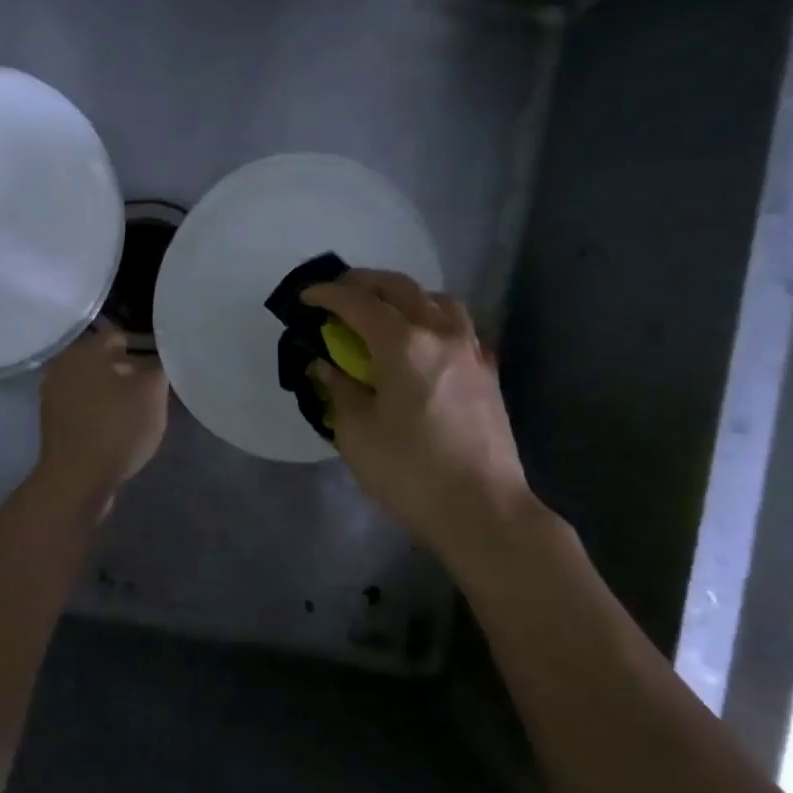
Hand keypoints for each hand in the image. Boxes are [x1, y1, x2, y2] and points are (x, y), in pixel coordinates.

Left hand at [35, 324, 168, 506]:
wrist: (76, 480)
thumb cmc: (117, 428)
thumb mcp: (152, 393)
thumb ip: (161, 367)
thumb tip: (163, 357)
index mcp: (84, 351)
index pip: (120, 337)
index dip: (146, 349)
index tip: (164, 367)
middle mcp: (63, 366)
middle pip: (105, 362)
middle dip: (130, 372)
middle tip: (154, 391)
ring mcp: (54, 396)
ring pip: (94, 385)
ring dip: (114, 394)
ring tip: (139, 411)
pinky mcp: (53, 423)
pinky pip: (84, 408)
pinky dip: (100, 412)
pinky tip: (117, 428)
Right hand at [304, 270, 535, 554]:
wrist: (482, 509)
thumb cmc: (410, 472)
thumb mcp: (356, 433)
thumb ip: (338, 390)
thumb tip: (323, 366)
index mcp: (402, 345)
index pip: (357, 303)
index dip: (327, 295)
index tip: (305, 298)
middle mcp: (439, 334)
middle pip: (400, 288)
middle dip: (364, 283)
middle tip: (338, 293)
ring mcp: (470, 351)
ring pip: (438, 300)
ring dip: (405, 295)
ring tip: (384, 312)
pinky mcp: (487, 373)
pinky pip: (459, 326)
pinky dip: (433, 319)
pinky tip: (423, 344)